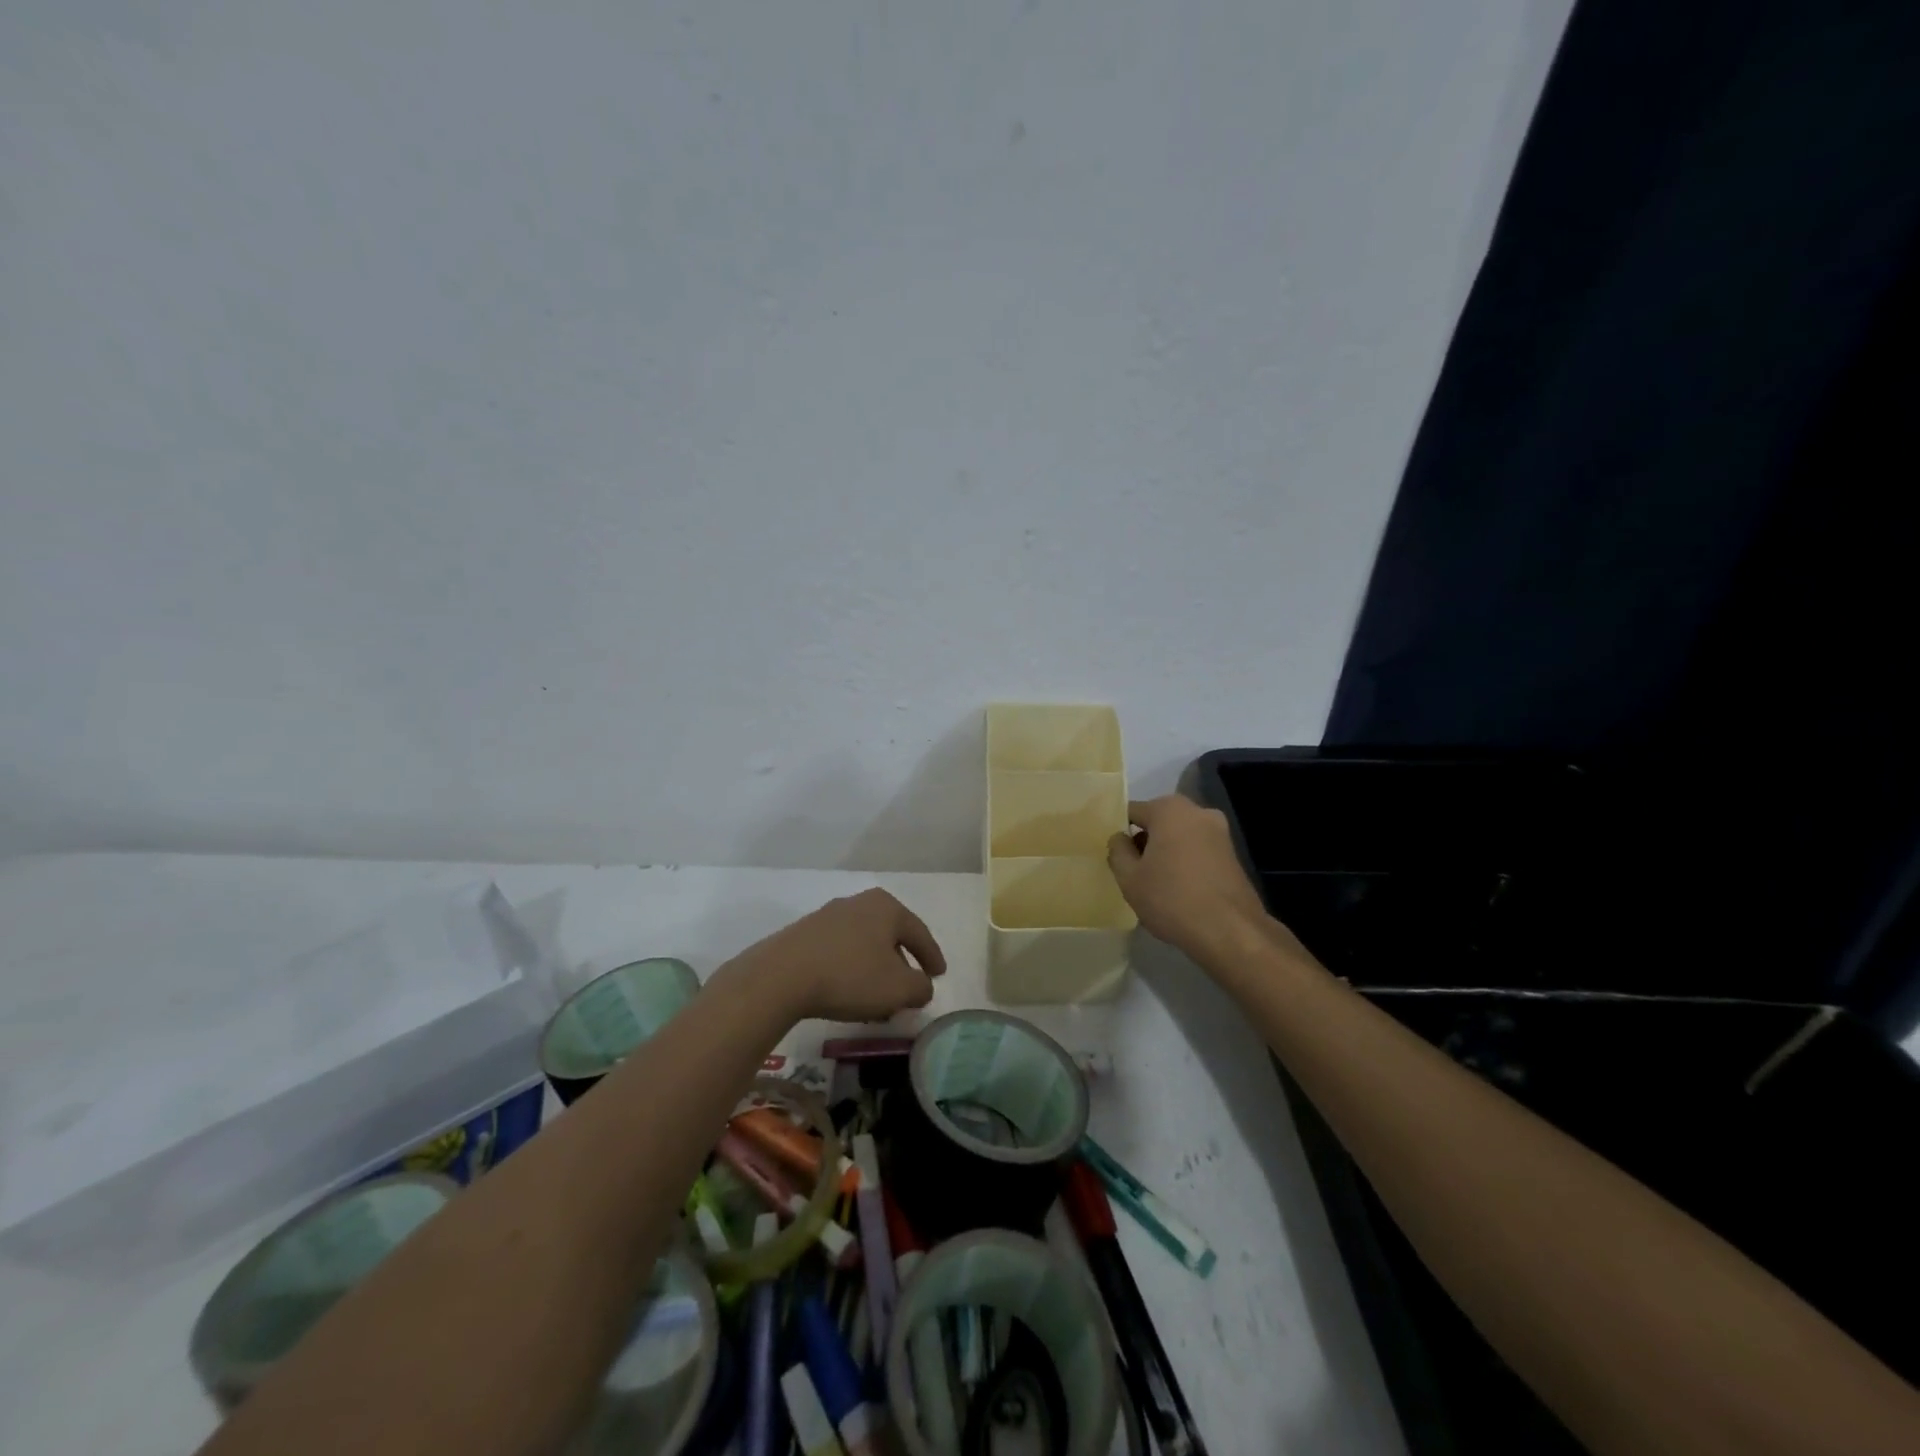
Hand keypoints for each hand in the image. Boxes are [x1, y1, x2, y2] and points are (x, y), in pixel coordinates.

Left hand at [733, 888, 946, 1022]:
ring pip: (863, 943)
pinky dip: (851, 968)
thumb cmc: (850, 976)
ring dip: (874, 967)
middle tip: (909, 986)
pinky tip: (847, 990)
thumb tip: (922, 986)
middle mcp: (859, 903)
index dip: (932, 957)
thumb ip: (920, 987)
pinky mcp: (804, 934)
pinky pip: (839, 950)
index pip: (919, 932)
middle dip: (901, 962)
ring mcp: (828, 916)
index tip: (939, 975)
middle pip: (890, 935)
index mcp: (886, 907)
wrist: (781, 975)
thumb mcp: (898, 989)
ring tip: (877, 995)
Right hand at [1107, 795, 1280, 963]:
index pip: (1132, 812)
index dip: (1120, 834)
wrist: (1231, 932)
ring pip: (1180, 836)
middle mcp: (1198, 811)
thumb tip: (1120, 838)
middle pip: (1159, 822)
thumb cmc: (1171, 899)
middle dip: (1145, 842)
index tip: (1115, 857)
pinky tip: (1181, 891)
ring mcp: (1220, 832)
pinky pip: (1198, 851)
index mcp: (1169, 809)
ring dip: (1166, 853)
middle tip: (1134, 872)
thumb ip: (1117, 851)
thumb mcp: (1129, 878)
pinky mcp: (1234, 855)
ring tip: (1157, 885)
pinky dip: (1186, 863)